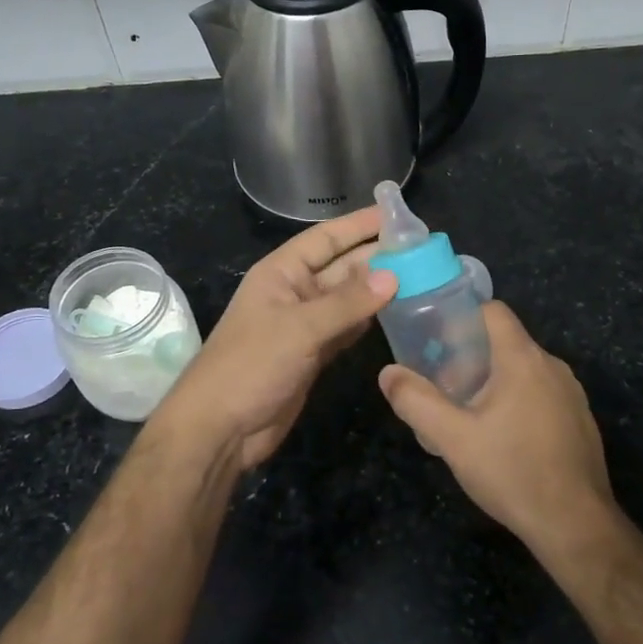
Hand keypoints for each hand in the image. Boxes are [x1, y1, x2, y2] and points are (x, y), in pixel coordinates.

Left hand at [157, 206, 395, 476]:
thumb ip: (347, 303)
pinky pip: (346, 328)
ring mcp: (304, 325)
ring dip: (378, 290)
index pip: (325, 239)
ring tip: (420, 276)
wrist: (221, 428)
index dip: (358, 225)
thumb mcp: (299, 328)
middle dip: (376, 257)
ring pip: (347, 299)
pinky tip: (396, 312)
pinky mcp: (313, 354)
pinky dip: (368, 321)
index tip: (395, 215)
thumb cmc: (251, 365)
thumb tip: (394, 276)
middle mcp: (294, 292)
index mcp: (281, 272)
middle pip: (341, 267)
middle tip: (421, 249)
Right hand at [377, 301, 615, 555]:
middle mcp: (553, 366)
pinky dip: (520, 402)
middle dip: (472, 357)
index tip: (439, 342)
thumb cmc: (512, 471)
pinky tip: (504, 439)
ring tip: (469, 415)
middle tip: (445, 387)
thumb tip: (388, 373)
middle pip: (507, 342)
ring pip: (526, 371)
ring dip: (495, 382)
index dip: (463, 318)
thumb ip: (416, 401)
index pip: (494, 311)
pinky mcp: (581, 420)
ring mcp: (572, 394)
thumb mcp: (452, 439)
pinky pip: (544, 395)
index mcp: (523, 359)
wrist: (576, 525)